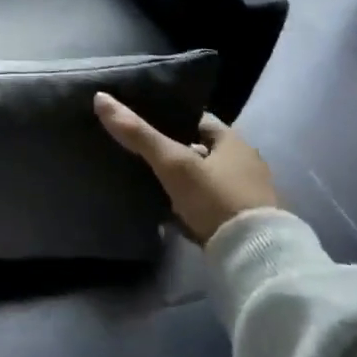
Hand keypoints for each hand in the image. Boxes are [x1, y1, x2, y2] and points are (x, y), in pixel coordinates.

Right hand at [93, 95, 278, 245]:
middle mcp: (244, 164)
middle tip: (136, 150)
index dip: (168, 117)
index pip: (196, 119)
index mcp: (234, 142)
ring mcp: (245, 195)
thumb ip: (138, 133)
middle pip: (198, 148)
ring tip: (144, 178)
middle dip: (171, 150)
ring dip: (179, 179)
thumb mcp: (173, 163)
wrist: (256, 258)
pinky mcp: (241, 223)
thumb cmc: (216, 198)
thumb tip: (100, 97)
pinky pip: (207, 204)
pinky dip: (188, 204)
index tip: (140, 120)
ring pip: (202, 177)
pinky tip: (164, 209)